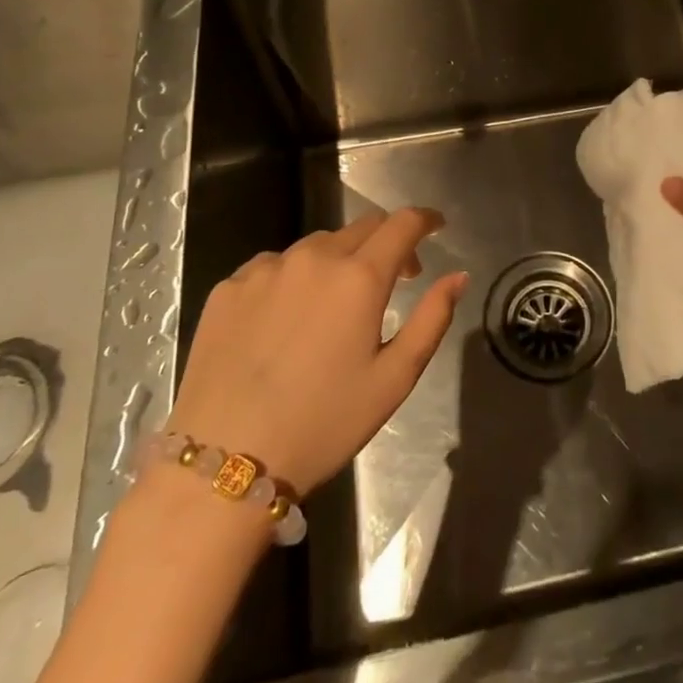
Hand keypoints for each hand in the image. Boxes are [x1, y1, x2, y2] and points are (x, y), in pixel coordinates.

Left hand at [166, 208, 467, 495]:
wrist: (224, 463)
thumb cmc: (323, 424)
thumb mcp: (394, 379)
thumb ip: (432, 319)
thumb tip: (457, 276)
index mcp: (359, 277)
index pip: (402, 224)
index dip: (425, 219)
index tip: (435, 225)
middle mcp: (313, 258)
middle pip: (361, 227)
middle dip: (386, 242)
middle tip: (394, 278)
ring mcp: (265, 269)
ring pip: (316, 245)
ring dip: (338, 260)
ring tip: (335, 304)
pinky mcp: (229, 288)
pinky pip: (273, 266)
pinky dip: (293, 278)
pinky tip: (286, 318)